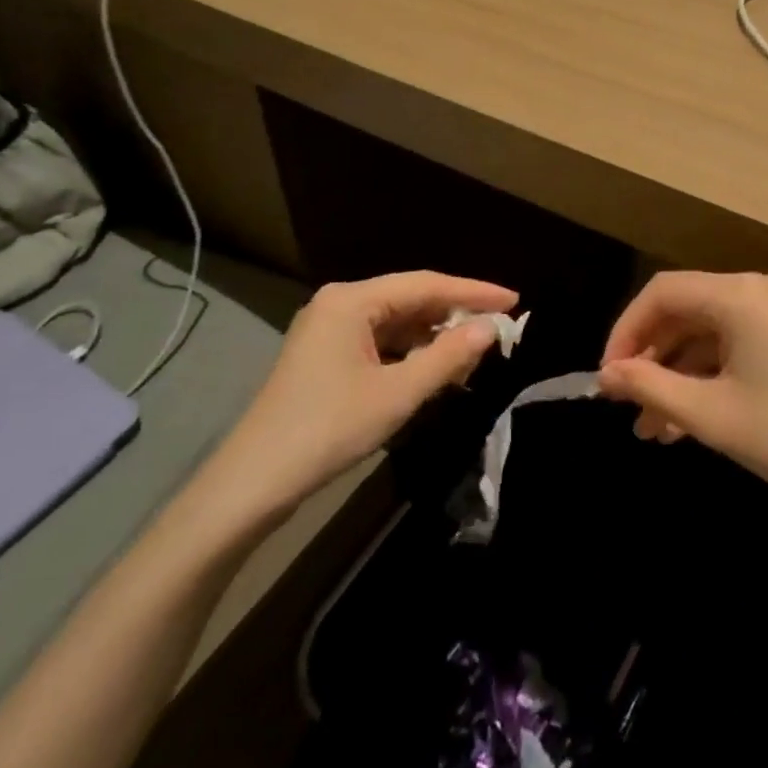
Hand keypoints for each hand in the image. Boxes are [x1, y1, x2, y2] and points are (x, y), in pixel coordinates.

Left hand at [203, 271, 516, 524]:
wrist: (253, 483)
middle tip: (499, 328)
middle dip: (455, 314)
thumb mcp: (397, 394)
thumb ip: (448, 357)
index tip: (514, 300)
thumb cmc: (328, 429)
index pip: (426, 284)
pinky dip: (411, 353)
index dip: (473, 291)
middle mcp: (340, 304)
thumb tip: (489, 328)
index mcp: (352, 300)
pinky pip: (381, 343)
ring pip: (397, 323)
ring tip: (475, 353)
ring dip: (434, 337)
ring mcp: (330, 330)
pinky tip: (436, 370)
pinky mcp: (326, 356)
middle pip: (411, 299)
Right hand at [598, 270, 767, 519]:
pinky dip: (713, 373)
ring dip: (681, 374)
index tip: (607, 378)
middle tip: (626, 407)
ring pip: (712, 331)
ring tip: (653, 428)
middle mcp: (763, 286)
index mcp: (741, 294)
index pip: (662, 293)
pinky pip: (740, 341)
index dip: (626, 332)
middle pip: (688, 309)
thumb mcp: (714, 416)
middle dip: (653, 359)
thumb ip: (651, 386)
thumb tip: (606, 374)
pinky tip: (691, 418)